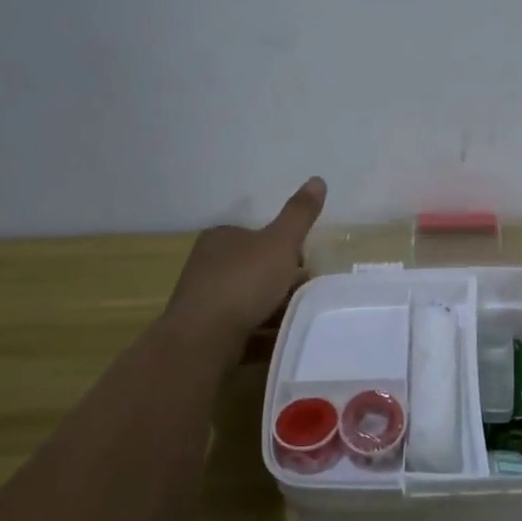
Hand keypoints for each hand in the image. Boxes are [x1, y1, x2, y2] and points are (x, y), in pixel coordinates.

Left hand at [166, 177, 326, 349]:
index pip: (259, 236)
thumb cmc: (244, 282)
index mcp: (222, 237)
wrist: (203, 339)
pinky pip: (240, 326)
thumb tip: (318, 179)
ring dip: (272, 308)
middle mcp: (207, 264)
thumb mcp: (281, 242)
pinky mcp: (204, 331)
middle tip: (305, 295)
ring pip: (248, 299)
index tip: (305, 267)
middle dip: (281, 281)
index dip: (286, 249)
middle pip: (255, 268)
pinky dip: (260, 331)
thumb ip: (300, 214)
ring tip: (296, 320)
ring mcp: (203, 299)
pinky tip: (278, 341)